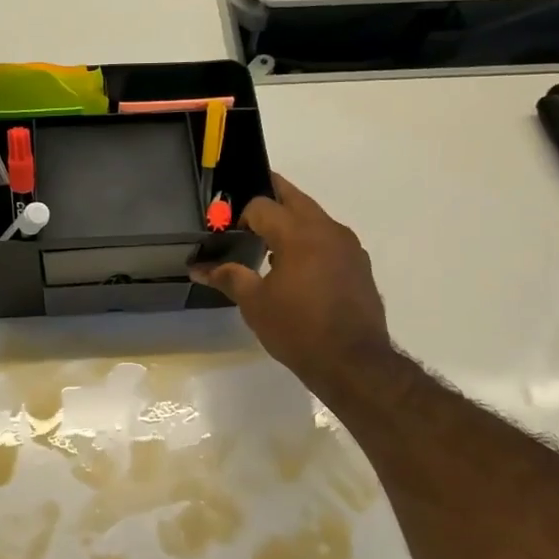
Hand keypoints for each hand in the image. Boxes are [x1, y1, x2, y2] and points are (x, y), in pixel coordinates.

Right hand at [191, 173, 395, 401]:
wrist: (353, 362)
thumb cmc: (297, 329)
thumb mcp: (255, 304)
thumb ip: (228, 277)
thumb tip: (199, 268)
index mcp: (298, 234)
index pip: (262, 205)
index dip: (240, 215)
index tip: (228, 233)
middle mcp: (327, 229)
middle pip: (294, 198)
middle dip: (270, 197)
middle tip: (247, 212)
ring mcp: (348, 246)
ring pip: (315, 217)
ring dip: (292, 220)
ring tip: (270, 243)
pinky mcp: (359, 264)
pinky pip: (329, 239)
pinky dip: (310, 241)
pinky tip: (298, 268)